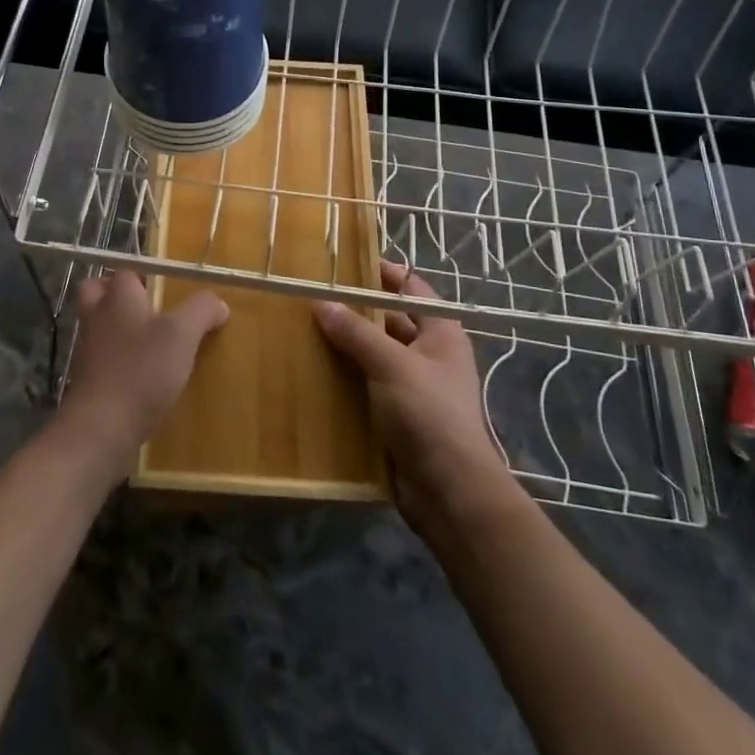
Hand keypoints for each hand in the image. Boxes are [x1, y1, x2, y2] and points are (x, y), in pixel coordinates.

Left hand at [56, 271, 227, 481]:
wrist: (101, 427)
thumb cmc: (142, 369)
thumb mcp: (182, 335)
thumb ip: (201, 311)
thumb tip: (218, 302)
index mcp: (118, 297)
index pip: (124, 271)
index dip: (143, 274)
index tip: (164, 285)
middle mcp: (97, 317)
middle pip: (95, 292)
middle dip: (113, 293)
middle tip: (144, 305)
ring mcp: (87, 350)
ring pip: (97, 326)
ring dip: (116, 328)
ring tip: (149, 341)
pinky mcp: (87, 380)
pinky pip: (100, 358)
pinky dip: (116, 360)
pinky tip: (141, 374)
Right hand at [314, 262, 510, 536]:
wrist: (449, 491)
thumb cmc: (428, 414)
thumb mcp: (391, 364)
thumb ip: (356, 333)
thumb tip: (322, 303)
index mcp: (440, 333)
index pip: (411, 288)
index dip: (383, 273)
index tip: (345, 263)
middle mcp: (429, 355)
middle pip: (389, 321)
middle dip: (355, 311)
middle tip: (313, 297)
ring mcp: (413, 387)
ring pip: (375, 355)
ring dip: (346, 346)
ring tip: (305, 330)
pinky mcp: (397, 416)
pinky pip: (367, 386)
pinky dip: (345, 378)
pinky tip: (314, 372)